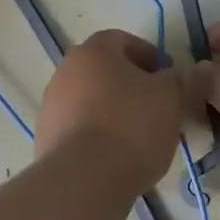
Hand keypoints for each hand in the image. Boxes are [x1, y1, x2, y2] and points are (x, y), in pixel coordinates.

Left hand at [35, 30, 184, 194]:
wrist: (83, 179)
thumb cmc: (131, 126)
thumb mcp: (169, 97)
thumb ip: (174, 79)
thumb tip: (168, 76)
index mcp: (94, 51)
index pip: (123, 40)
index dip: (149, 56)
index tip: (169, 78)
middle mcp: (65, 71)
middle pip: (104, 71)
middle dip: (130, 86)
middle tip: (156, 108)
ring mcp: (50, 105)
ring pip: (90, 101)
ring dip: (112, 111)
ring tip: (138, 138)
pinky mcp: (45, 137)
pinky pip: (78, 128)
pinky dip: (96, 135)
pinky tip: (115, 157)